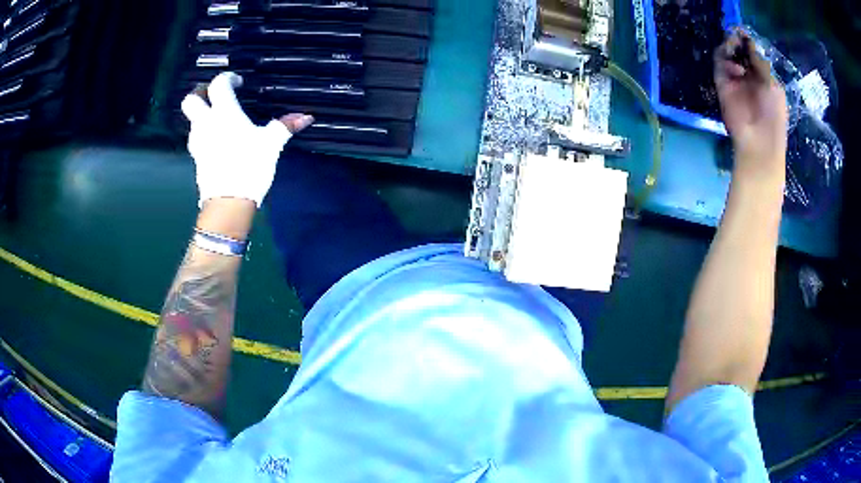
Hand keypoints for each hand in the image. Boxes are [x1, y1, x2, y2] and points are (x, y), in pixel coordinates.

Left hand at [181, 72, 313, 206]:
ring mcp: (198, 142)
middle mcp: (206, 123)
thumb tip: (306, 117)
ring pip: (191, 120)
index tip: (237, 82)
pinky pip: (196, 138)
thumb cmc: (249, 166)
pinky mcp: (196, 158)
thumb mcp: (271, 144)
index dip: (227, 78)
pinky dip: (204, 133)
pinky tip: (217, 140)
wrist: (228, 202)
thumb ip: (285, 126)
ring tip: (218, 118)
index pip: (218, 84)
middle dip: (200, 92)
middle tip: (214, 95)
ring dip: (201, 114)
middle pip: (191, 100)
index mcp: (224, 112)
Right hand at [714, 30, 787, 183]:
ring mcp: (735, 81)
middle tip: (736, 37)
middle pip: (738, 51)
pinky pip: (719, 65)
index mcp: (763, 77)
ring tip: (733, 46)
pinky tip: (733, 66)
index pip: (753, 53)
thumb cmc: (773, 116)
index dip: (748, 42)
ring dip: (729, 47)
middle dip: (737, 42)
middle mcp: (748, 76)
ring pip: (727, 54)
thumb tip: (749, 44)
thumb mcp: (773, 86)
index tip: (744, 33)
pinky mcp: (722, 85)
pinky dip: (723, 59)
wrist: (759, 143)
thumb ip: (761, 63)